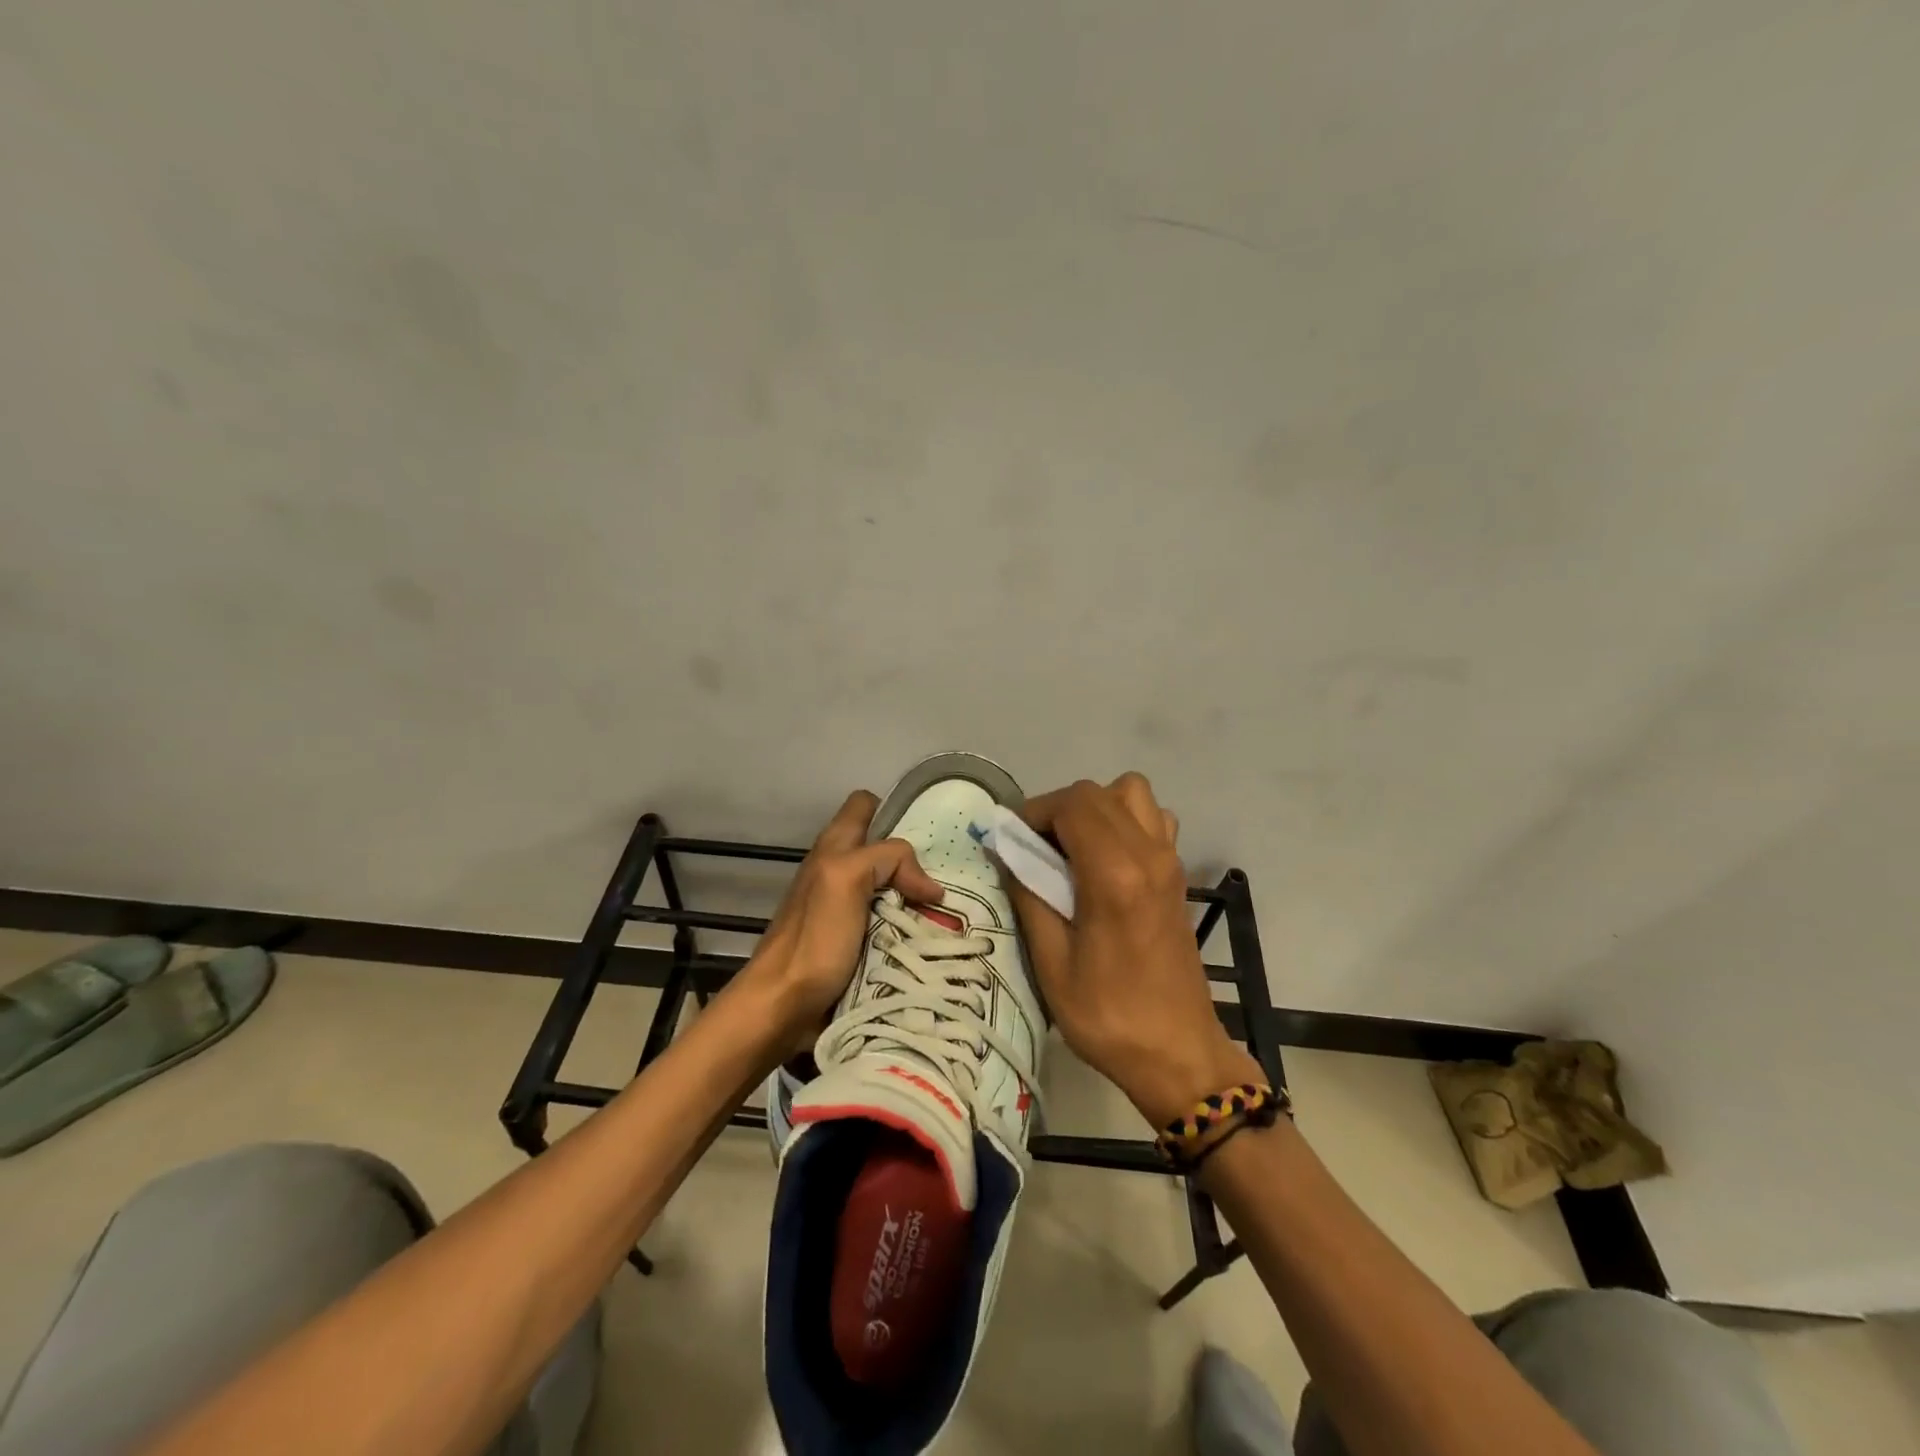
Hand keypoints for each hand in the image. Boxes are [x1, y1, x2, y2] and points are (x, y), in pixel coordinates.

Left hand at [736, 790, 944, 1057]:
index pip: (866, 805)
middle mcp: (840, 870)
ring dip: (917, 899)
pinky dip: (911, 928)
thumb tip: (930, 887)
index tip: (927, 833)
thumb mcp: (846, 878)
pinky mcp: (854, 942)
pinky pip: (891, 923)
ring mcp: (847, 908)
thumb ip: (886, 859)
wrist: (782, 1006)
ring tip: (949, 913)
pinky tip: (931, 940)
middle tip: (948, 878)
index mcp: (834, 847)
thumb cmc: (813, 939)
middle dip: (916, 860)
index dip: (894, 810)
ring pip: (892, 888)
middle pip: (885, 850)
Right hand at [1010, 774, 1261, 1125]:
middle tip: (1033, 847)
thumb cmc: (1107, 1015)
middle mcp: (1148, 855)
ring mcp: (1169, 861)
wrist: (1177, 1052)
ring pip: (1131, 794)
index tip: (1011, 839)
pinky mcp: (1177, 875)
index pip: (1072, 805)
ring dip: (1095, 807)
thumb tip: (1006, 852)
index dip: (1035, 811)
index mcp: (1114, 876)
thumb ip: (1029, 896)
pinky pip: (1153, 819)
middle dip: (1057, 809)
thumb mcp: (1052, 963)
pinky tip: (1107, 860)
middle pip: (1097, 792)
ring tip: (1073, 848)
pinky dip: (1125, 821)